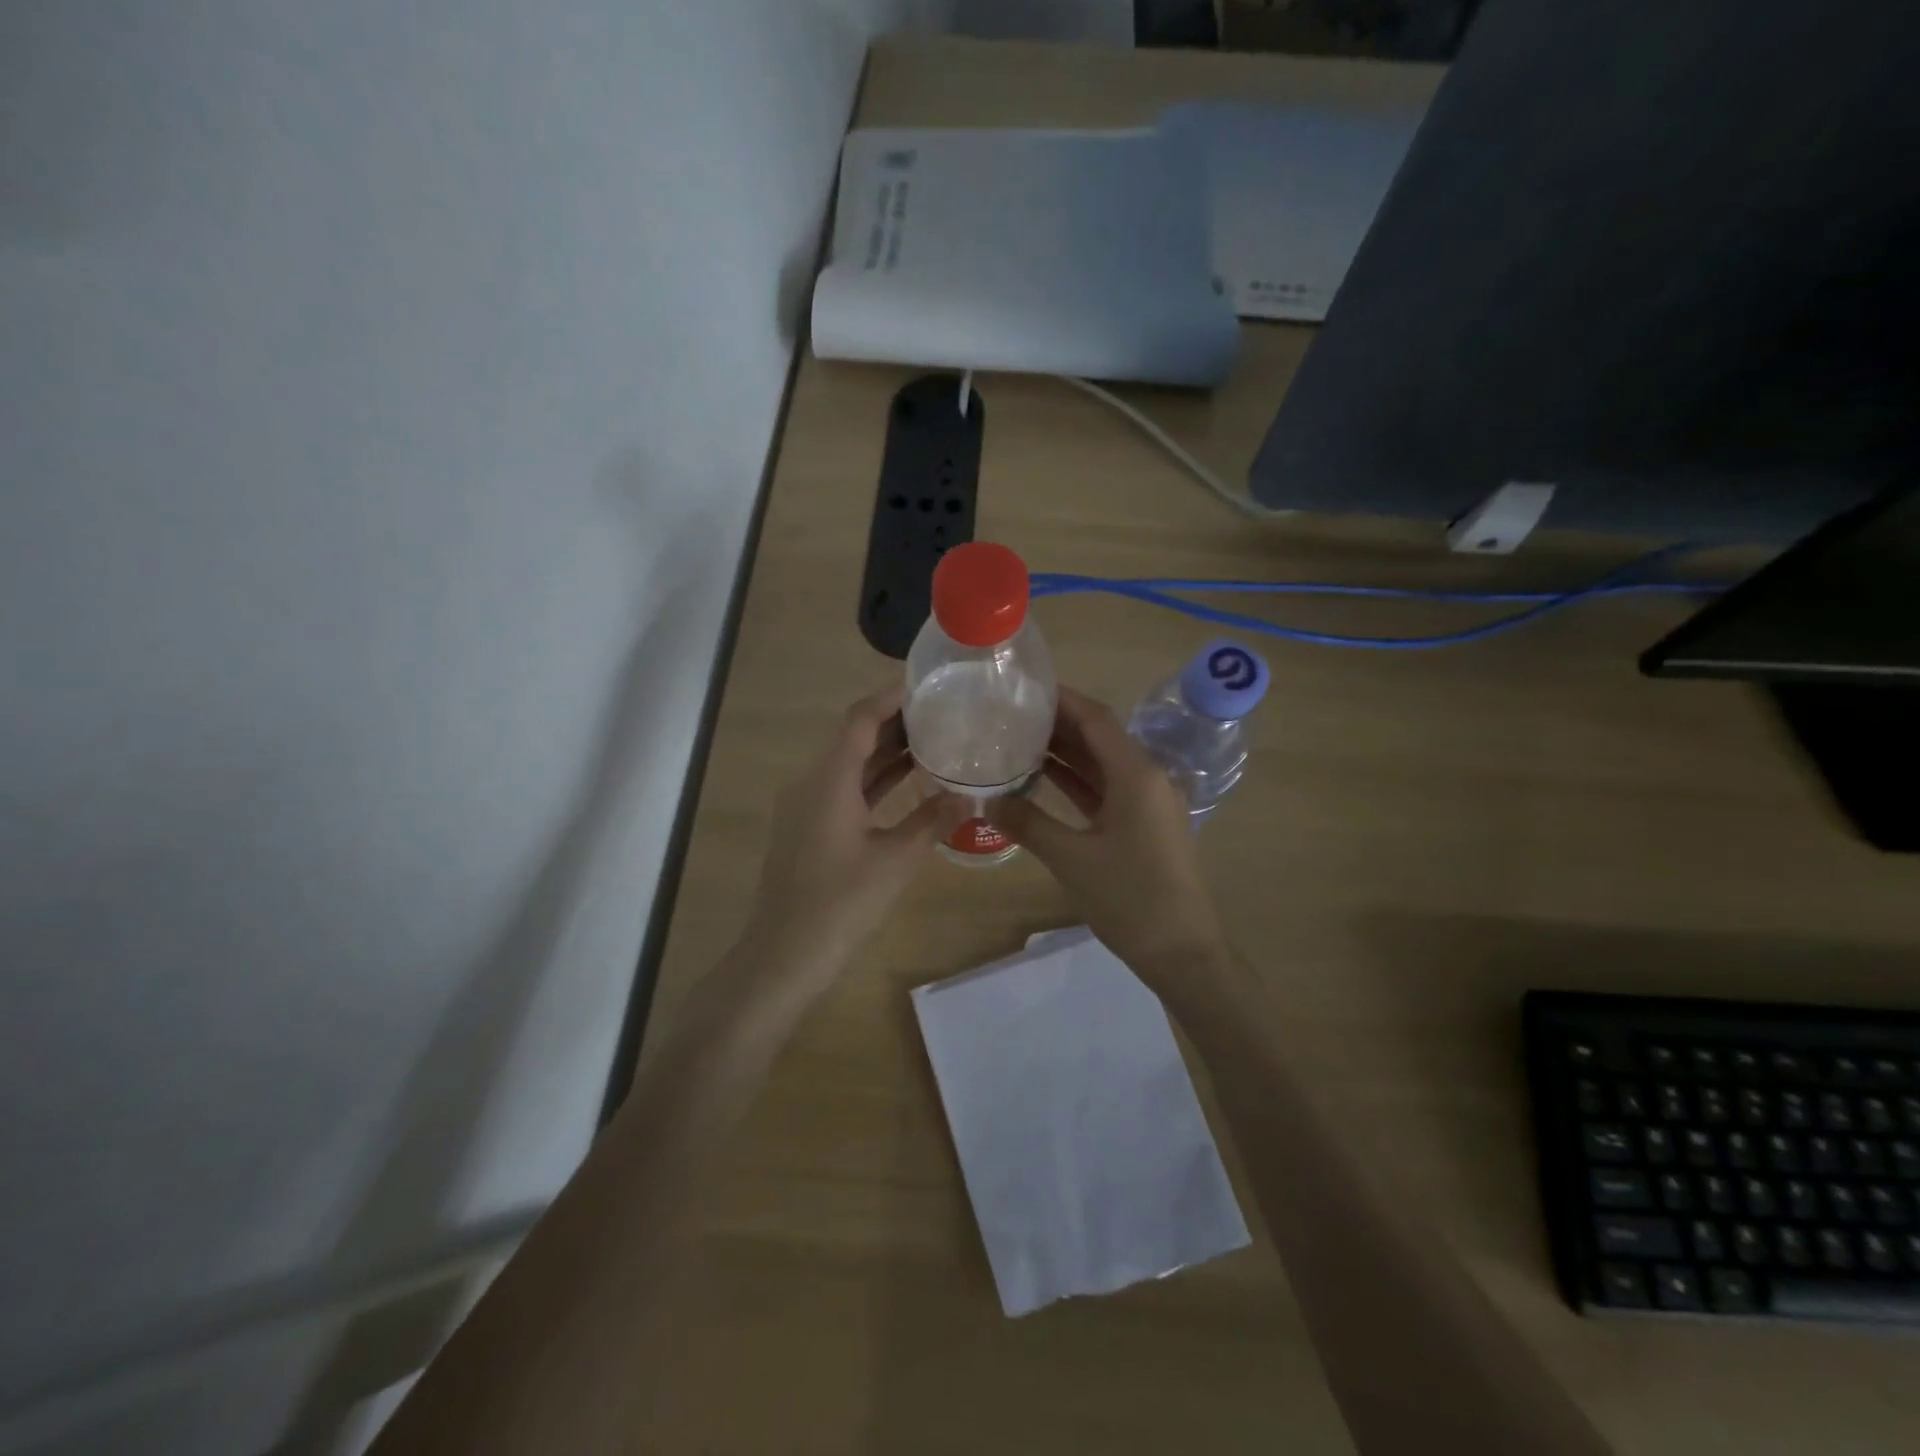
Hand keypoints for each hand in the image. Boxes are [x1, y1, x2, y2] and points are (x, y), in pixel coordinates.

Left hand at [743, 684, 961, 977]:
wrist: (784, 954)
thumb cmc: (841, 903)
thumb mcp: (896, 860)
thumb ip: (933, 820)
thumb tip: (969, 796)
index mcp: (829, 779)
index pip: (860, 719)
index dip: (891, 698)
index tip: (926, 686)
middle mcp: (811, 782)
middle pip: (853, 738)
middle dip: (895, 723)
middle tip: (940, 712)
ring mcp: (805, 806)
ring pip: (849, 766)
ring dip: (886, 753)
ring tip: (932, 740)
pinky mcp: (808, 828)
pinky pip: (843, 789)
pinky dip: (873, 781)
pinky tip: (906, 782)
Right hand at [986, 687, 1228, 980]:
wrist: (1182, 951)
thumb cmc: (1130, 898)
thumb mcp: (1072, 859)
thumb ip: (1028, 824)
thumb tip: (986, 801)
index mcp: (1137, 775)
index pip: (1096, 719)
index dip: (1062, 699)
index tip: (1025, 687)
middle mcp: (1147, 778)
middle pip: (1100, 737)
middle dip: (1058, 724)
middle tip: (1011, 713)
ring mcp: (1148, 803)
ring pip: (1102, 764)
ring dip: (1066, 752)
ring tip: (1019, 738)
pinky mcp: (1143, 825)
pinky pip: (1107, 790)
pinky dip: (1077, 781)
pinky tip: (1043, 777)